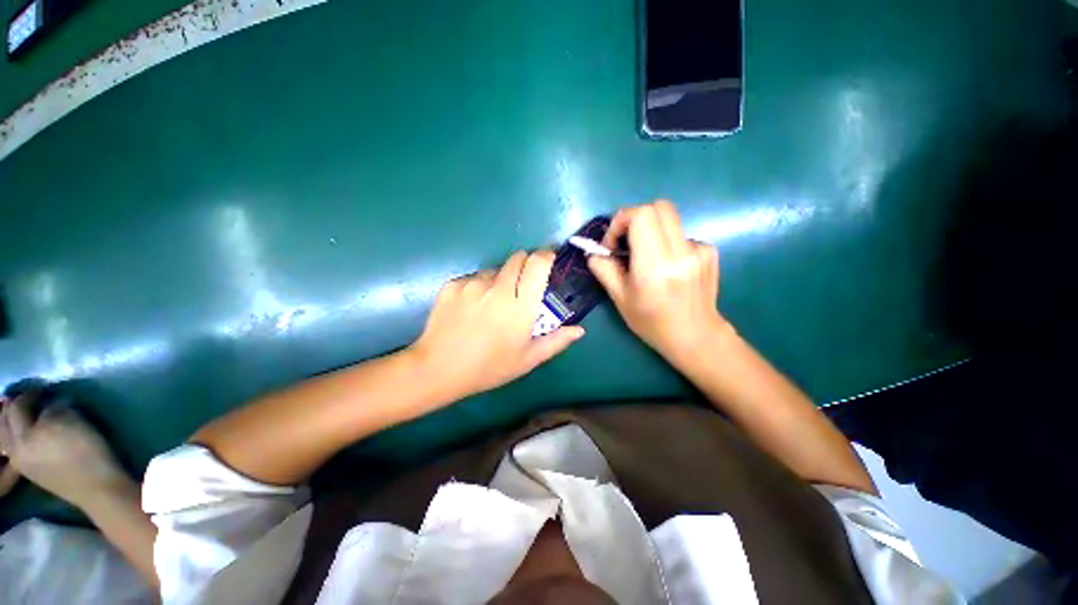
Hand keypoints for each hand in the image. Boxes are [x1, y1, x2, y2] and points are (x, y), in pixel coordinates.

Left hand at [0, 395, 134, 509]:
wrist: (95, 487)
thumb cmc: (87, 451)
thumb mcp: (74, 423)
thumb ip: (56, 410)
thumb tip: (50, 403)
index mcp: (25, 434)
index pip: (19, 405)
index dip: (30, 394)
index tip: (42, 388)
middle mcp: (15, 447)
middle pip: (5, 421)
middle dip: (13, 407)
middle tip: (28, 398)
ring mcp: (19, 461)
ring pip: (4, 436)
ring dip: (10, 422)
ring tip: (23, 415)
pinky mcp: (27, 470)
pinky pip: (12, 448)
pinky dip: (14, 436)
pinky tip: (25, 435)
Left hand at [408, 250, 584, 398]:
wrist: (438, 369)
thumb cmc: (489, 367)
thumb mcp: (527, 359)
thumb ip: (556, 341)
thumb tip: (579, 330)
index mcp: (520, 305)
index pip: (537, 263)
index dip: (545, 256)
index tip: (548, 261)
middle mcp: (498, 287)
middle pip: (517, 258)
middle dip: (524, 265)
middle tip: (521, 286)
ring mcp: (473, 284)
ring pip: (494, 269)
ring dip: (500, 279)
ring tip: (492, 304)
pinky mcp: (452, 285)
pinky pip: (473, 278)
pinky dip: (478, 287)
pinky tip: (470, 308)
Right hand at [589, 200, 731, 363]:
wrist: (695, 336)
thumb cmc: (652, 322)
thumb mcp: (620, 298)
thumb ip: (604, 270)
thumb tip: (594, 252)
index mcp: (655, 266)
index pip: (642, 216)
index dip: (621, 221)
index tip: (613, 243)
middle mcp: (681, 252)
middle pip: (658, 207)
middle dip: (635, 218)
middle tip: (626, 241)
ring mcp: (699, 250)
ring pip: (669, 220)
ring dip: (650, 232)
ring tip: (646, 258)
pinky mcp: (709, 251)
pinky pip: (680, 234)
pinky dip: (666, 243)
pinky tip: (667, 266)